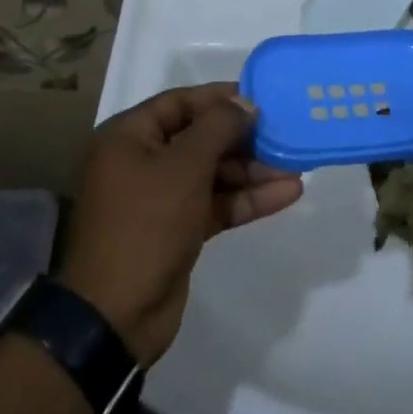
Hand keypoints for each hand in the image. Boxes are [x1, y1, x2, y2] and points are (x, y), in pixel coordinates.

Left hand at [61, 83, 302, 364]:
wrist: (116, 316)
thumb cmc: (145, 225)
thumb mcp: (184, 167)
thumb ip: (218, 127)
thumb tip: (245, 103)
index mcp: (129, 137)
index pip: (180, 102)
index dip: (220, 98)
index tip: (261, 97)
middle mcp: (142, 161)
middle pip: (200, 138)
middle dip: (243, 138)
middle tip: (285, 133)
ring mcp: (160, 198)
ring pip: (213, 173)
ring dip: (252, 171)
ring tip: (296, 166)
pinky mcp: (178, 229)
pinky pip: (216, 203)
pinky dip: (246, 199)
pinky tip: (287, 194)